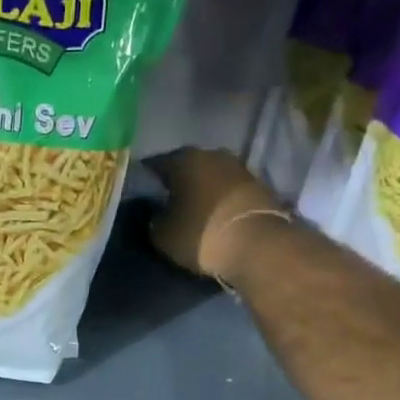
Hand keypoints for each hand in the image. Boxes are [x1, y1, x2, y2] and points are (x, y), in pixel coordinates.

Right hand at [146, 148, 289, 281]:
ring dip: (200, 190)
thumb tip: (156, 212)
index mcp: (183, 159)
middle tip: (165, 204)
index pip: (153, 165)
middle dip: (175, 183)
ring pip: (209, 176)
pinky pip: (228, 189)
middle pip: (185, 167)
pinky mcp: (258, 184)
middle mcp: (211, 153)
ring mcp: (238, 166)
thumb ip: (153, 218)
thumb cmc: (202, 235)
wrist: (259, 246)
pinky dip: (219, 199)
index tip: (140, 198)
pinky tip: (214, 215)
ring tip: (191, 211)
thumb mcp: (162, 234)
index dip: (144, 182)